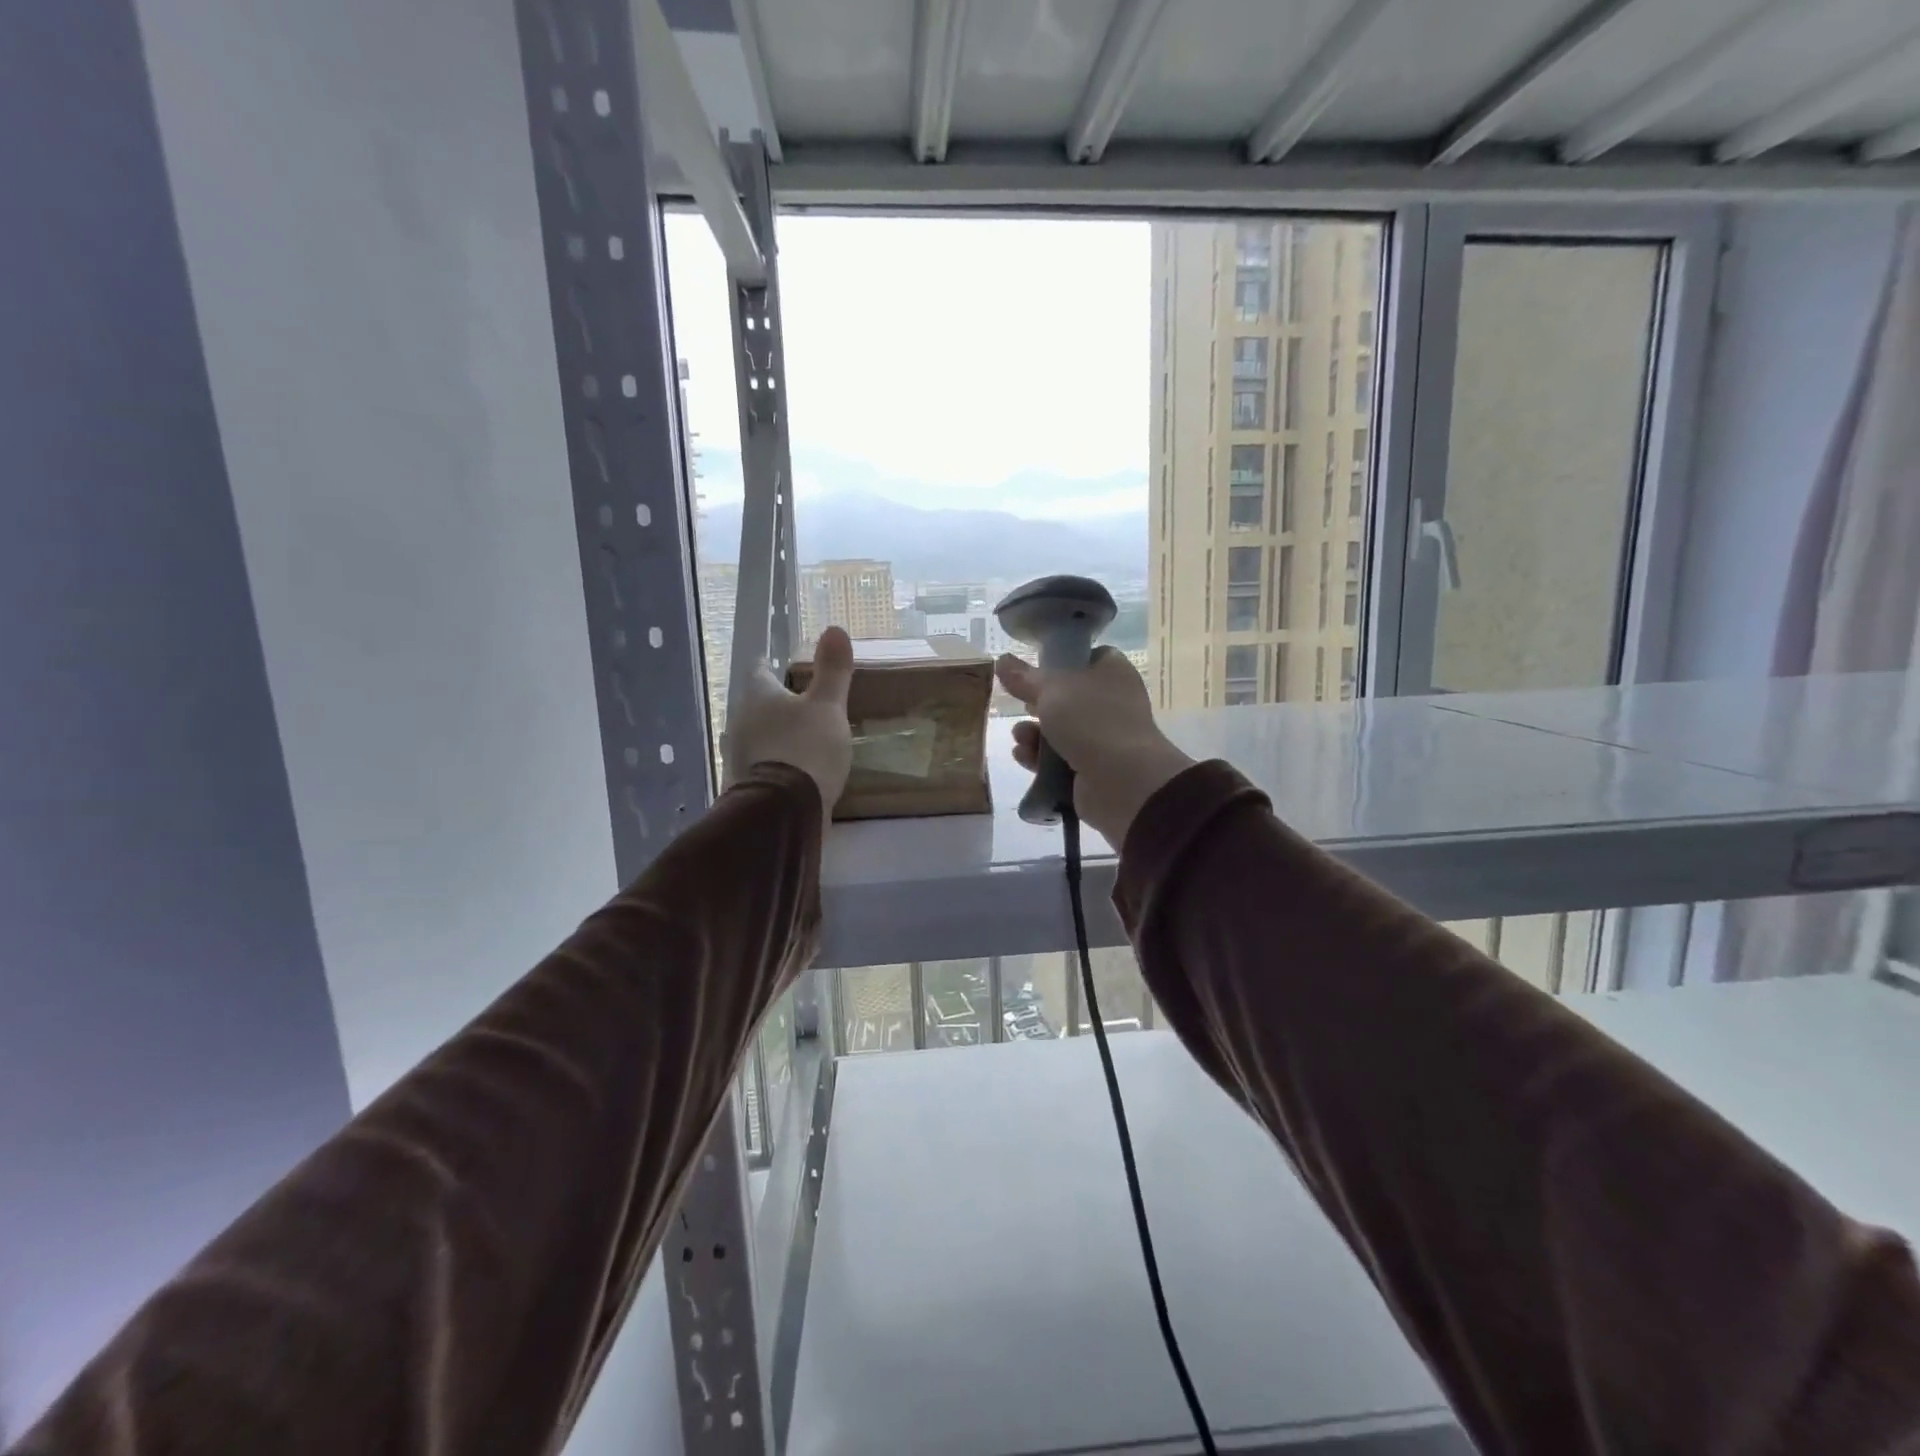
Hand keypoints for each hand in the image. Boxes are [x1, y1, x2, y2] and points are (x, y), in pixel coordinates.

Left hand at [722, 627, 854, 816]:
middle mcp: (739, 722)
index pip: (758, 670)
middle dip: (774, 704)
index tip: (782, 666)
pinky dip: (774, 763)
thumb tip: (834, 628)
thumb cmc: (807, 749)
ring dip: (773, 735)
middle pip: (755, 705)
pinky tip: (792, 771)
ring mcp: (737, 756)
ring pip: (756, 736)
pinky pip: (760, 765)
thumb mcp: (828, 706)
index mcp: (757, 696)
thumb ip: (832, 670)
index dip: (770, 666)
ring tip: (799, 738)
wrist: (783, 813)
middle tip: (799, 704)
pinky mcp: (743, 786)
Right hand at [994, 647, 1192, 845]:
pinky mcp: (1093, 769)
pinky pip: (1060, 759)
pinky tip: (1023, 757)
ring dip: (1033, 733)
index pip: (1087, 658)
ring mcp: (1104, 738)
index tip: (1034, 670)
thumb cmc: (1090, 720)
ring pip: (1060, 730)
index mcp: (1112, 673)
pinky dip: (1040, 758)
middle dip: (1038, 704)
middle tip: (1021, 704)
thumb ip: (1024, 677)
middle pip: (1068, 697)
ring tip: (1020, 737)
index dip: (1060, 662)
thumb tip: (1002, 660)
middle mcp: (1112, 703)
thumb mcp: (1051, 690)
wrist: (1122, 782)